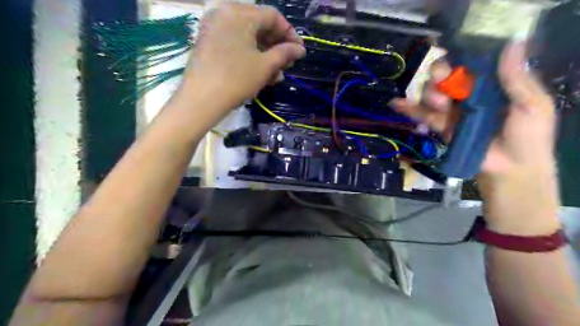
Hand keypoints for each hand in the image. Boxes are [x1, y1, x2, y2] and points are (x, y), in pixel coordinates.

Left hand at [175, 3, 303, 124]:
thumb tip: (300, 49)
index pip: (273, 16)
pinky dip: (249, 56)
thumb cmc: (237, 79)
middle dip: (276, 47)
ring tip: (275, 76)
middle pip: (259, 25)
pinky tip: (259, 73)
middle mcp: (225, 13)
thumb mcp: (265, 66)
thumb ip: (285, 53)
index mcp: (240, 13)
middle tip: (287, 65)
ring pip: (247, 37)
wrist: (201, 100)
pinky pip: (235, 43)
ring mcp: (214, 28)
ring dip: (265, 55)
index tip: (299, 52)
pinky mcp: (208, 42)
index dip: (290, 33)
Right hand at [392, 42, 558, 231]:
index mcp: (493, 85)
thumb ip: (517, 79)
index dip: (460, 58)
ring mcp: (454, 111)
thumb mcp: (532, 105)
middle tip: (442, 79)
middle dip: (440, 76)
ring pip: (433, 93)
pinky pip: (423, 115)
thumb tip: (512, 44)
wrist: (510, 170)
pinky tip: (395, 104)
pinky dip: (409, 109)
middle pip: (447, 77)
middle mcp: (470, 95)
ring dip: (429, 93)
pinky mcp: (442, 126)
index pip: (472, 64)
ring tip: (438, 102)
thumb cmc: (527, 138)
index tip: (451, 55)